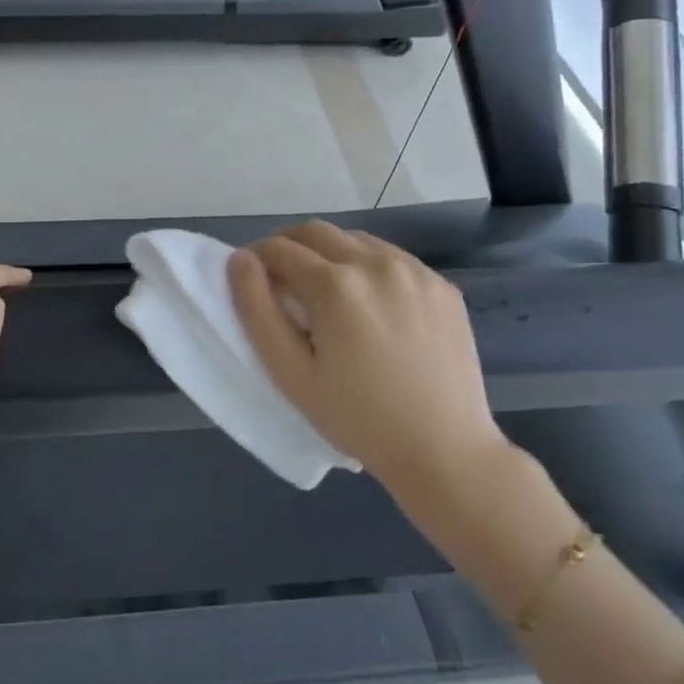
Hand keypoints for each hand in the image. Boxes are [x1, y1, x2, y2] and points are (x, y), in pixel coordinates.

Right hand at [228, 222, 508, 501]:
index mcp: (335, 285)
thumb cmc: (356, 418)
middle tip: (280, 282)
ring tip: (325, 295)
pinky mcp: (441, 285)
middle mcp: (376, 263)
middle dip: (287, 246)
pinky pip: (391, 258)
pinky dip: (367, 267)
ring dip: (328, 253)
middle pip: (315, 232)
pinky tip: (370, 307)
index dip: (255, 259)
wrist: (444, 451)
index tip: (251, 280)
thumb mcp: (289, 373)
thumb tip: (240, 260)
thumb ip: (256, 309)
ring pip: (354, 240)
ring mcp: (415, 271)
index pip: (278, 248)